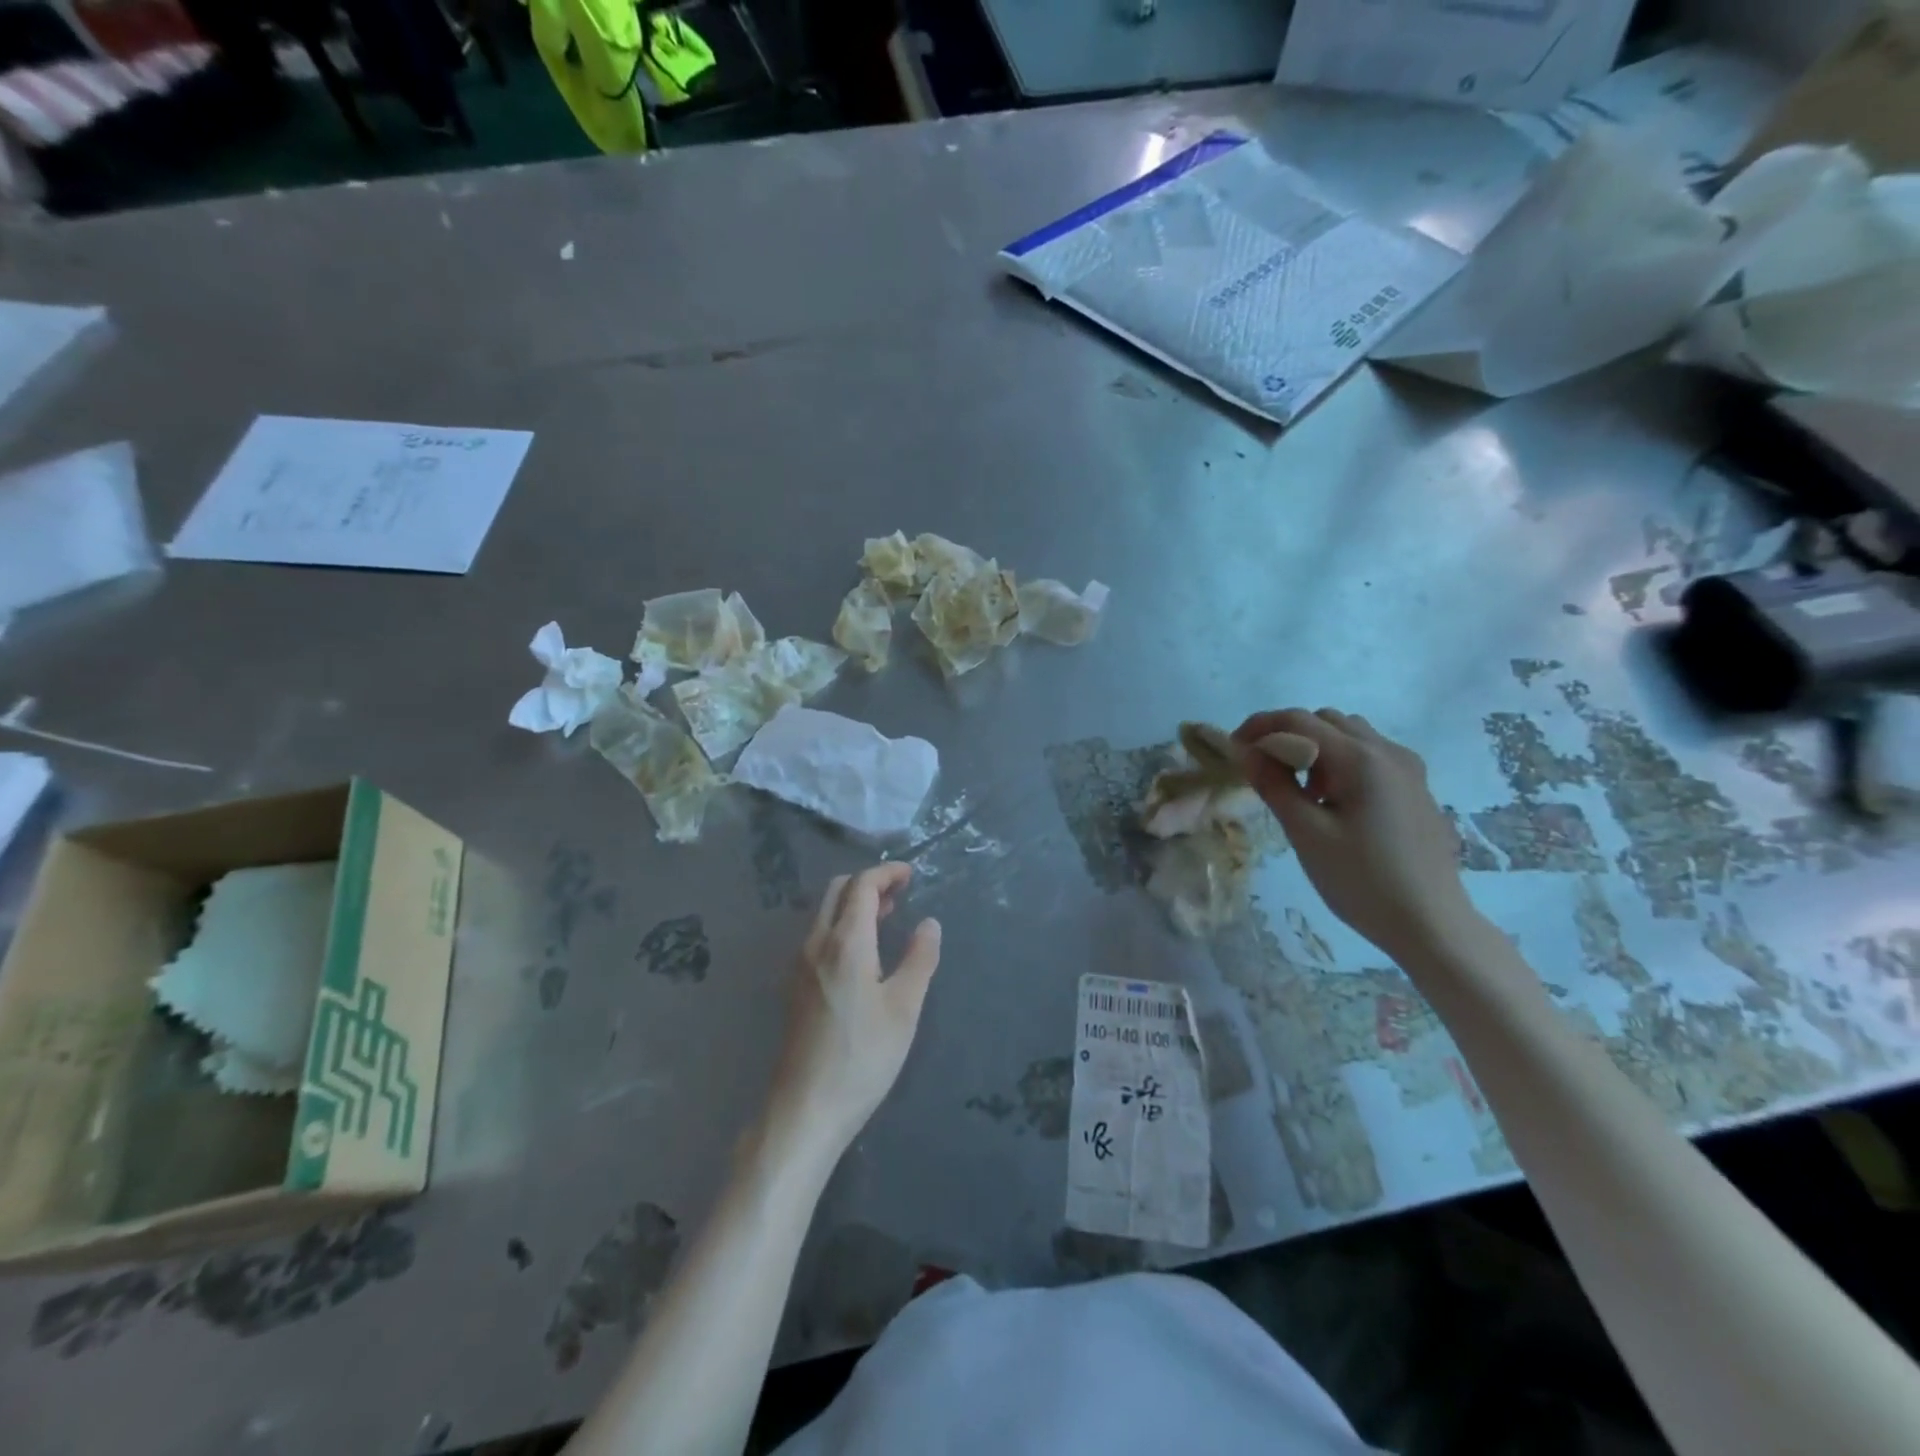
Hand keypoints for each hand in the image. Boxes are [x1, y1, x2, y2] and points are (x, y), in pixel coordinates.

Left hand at [765, 864, 941, 1159]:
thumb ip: (920, 959)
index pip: (862, 886)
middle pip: (837, 891)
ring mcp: (798, 964)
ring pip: (823, 912)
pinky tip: (861, 951)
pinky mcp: (793, 985)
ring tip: (886, 917)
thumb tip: (929, 923)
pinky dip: (840, 924)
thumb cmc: (863, 1057)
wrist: (805, 1107)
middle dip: (868, 882)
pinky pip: (817, 934)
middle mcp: (815, 943)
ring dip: (853, 903)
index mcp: (845, 942)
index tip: (910, 874)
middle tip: (900, 893)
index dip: (886, 873)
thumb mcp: (904, 1008)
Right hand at [1232, 708, 1483, 966]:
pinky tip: (1332, 802)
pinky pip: (1369, 755)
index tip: (1233, 749)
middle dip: (1287, 736)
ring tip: (1299, 789)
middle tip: (1262, 771)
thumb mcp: (1306, 833)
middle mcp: (1388, 751)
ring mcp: (1408, 768)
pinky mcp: (1416, 787)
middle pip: (1325, 720)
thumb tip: (1245, 750)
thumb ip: (1273, 784)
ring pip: (1350, 735)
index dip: (1259, 727)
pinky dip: (1339, 762)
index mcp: (1361, 759)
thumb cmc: (1362, 881)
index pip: (1298, 721)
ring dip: (1315, 748)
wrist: (1432, 925)